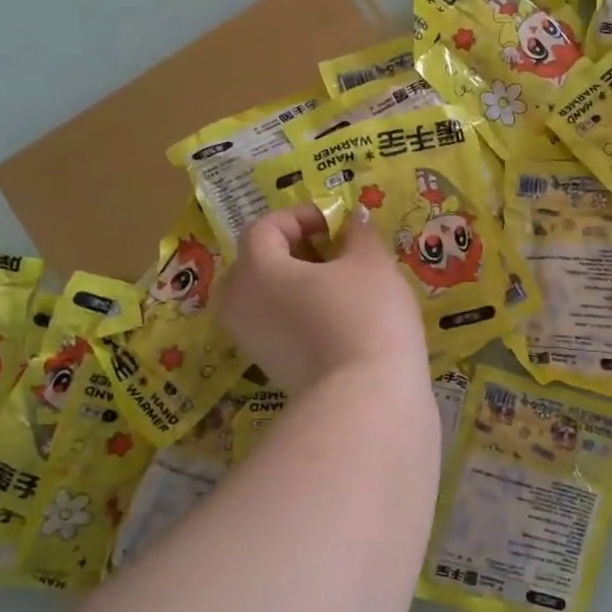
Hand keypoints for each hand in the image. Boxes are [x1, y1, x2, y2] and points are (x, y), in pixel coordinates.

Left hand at [219, 204, 428, 395]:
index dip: (300, 216)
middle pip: (257, 262)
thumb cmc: (365, 315)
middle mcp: (240, 303)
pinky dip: (299, 311)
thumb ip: (359, 233)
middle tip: (333, 250)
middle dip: (293, 249)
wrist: (366, 396)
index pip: (265, 228)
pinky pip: (276, 323)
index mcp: (256, 269)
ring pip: (265, 296)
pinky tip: (337, 316)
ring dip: (296, 282)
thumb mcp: (371, 262)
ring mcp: (252, 340)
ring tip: (339, 283)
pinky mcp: (270, 367)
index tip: (337, 222)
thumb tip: (353, 217)